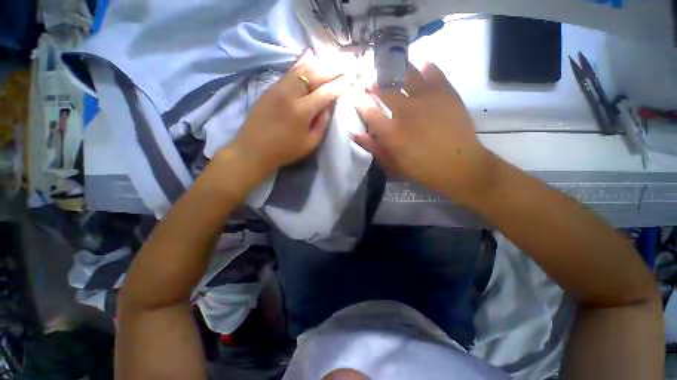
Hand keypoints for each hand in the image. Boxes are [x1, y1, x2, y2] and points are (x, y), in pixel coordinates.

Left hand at [224, 49, 353, 176]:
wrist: (253, 149)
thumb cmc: (285, 150)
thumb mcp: (310, 143)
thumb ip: (322, 124)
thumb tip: (329, 106)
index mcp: (302, 111)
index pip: (325, 92)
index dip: (339, 85)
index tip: (350, 78)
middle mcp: (291, 94)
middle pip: (315, 74)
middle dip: (332, 69)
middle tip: (344, 66)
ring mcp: (279, 87)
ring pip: (302, 68)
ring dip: (319, 63)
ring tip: (331, 60)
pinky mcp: (271, 87)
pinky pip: (290, 70)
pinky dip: (302, 62)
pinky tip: (309, 56)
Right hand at [353, 63, 494, 204]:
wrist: (459, 165)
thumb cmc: (421, 168)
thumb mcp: (392, 164)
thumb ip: (373, 147)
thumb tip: (355, 134)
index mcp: (391, 132)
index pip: (368, 110)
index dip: (361, 102)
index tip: (359, 99)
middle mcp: (406, 110)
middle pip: (384, 88)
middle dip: (373, 83)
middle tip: (371, 82)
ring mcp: (426, 98)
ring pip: (405, 72)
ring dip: (394, 71)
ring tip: (392, 72)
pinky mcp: (445, 91)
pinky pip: (431, 70)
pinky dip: (423, 68)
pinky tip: (419, 72)